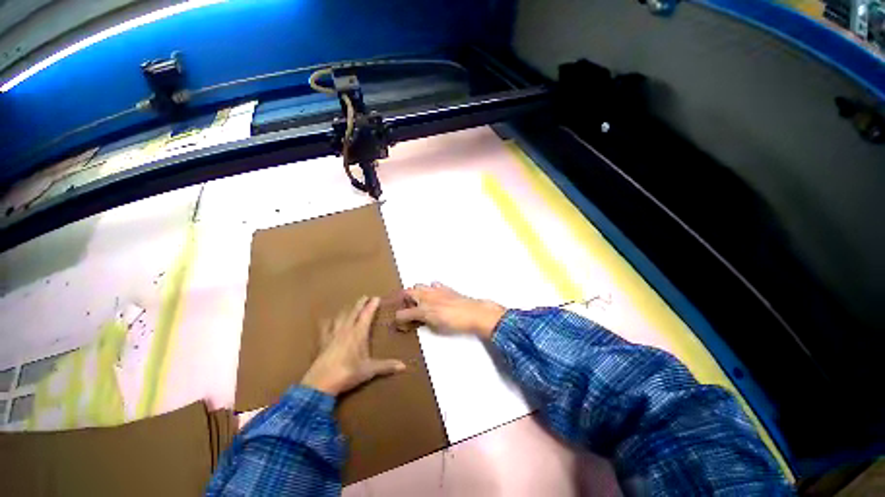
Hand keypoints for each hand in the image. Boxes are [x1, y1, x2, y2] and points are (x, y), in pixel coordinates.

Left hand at [301, 296, 405, 396]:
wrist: (321, 383)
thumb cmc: (348, 373)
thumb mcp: (369, 370)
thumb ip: (386, 366)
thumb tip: (404, 366)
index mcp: (358, 333)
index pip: (367, 315)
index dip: (372, 306)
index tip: (376, 298)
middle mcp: (346, 330)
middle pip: (353, 312)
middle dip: (360, 303)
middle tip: (365, 297)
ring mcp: (333, 335)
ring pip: (340, 317)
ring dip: (346, 310)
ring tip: (350, 306)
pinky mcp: (322, 342)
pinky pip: (325, 328)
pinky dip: (327, 322)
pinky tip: (326, 319)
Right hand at [394, 282, 505, 339]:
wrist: (473, 312)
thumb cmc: (455, 323)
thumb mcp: (436, 328)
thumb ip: (424, 322)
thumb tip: (418, 321)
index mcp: (422, 309)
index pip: (402, 313)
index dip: (398, 318)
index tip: (399, 321)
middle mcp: (426, 297)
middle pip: (407, 292)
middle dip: (405, 299)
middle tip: (408, 307)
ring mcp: (435, 290)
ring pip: (418, 285)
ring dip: (416, 292)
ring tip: (421, 300)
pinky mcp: (444, 288)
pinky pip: (433, 284)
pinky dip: (431, 289)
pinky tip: (435, 295)